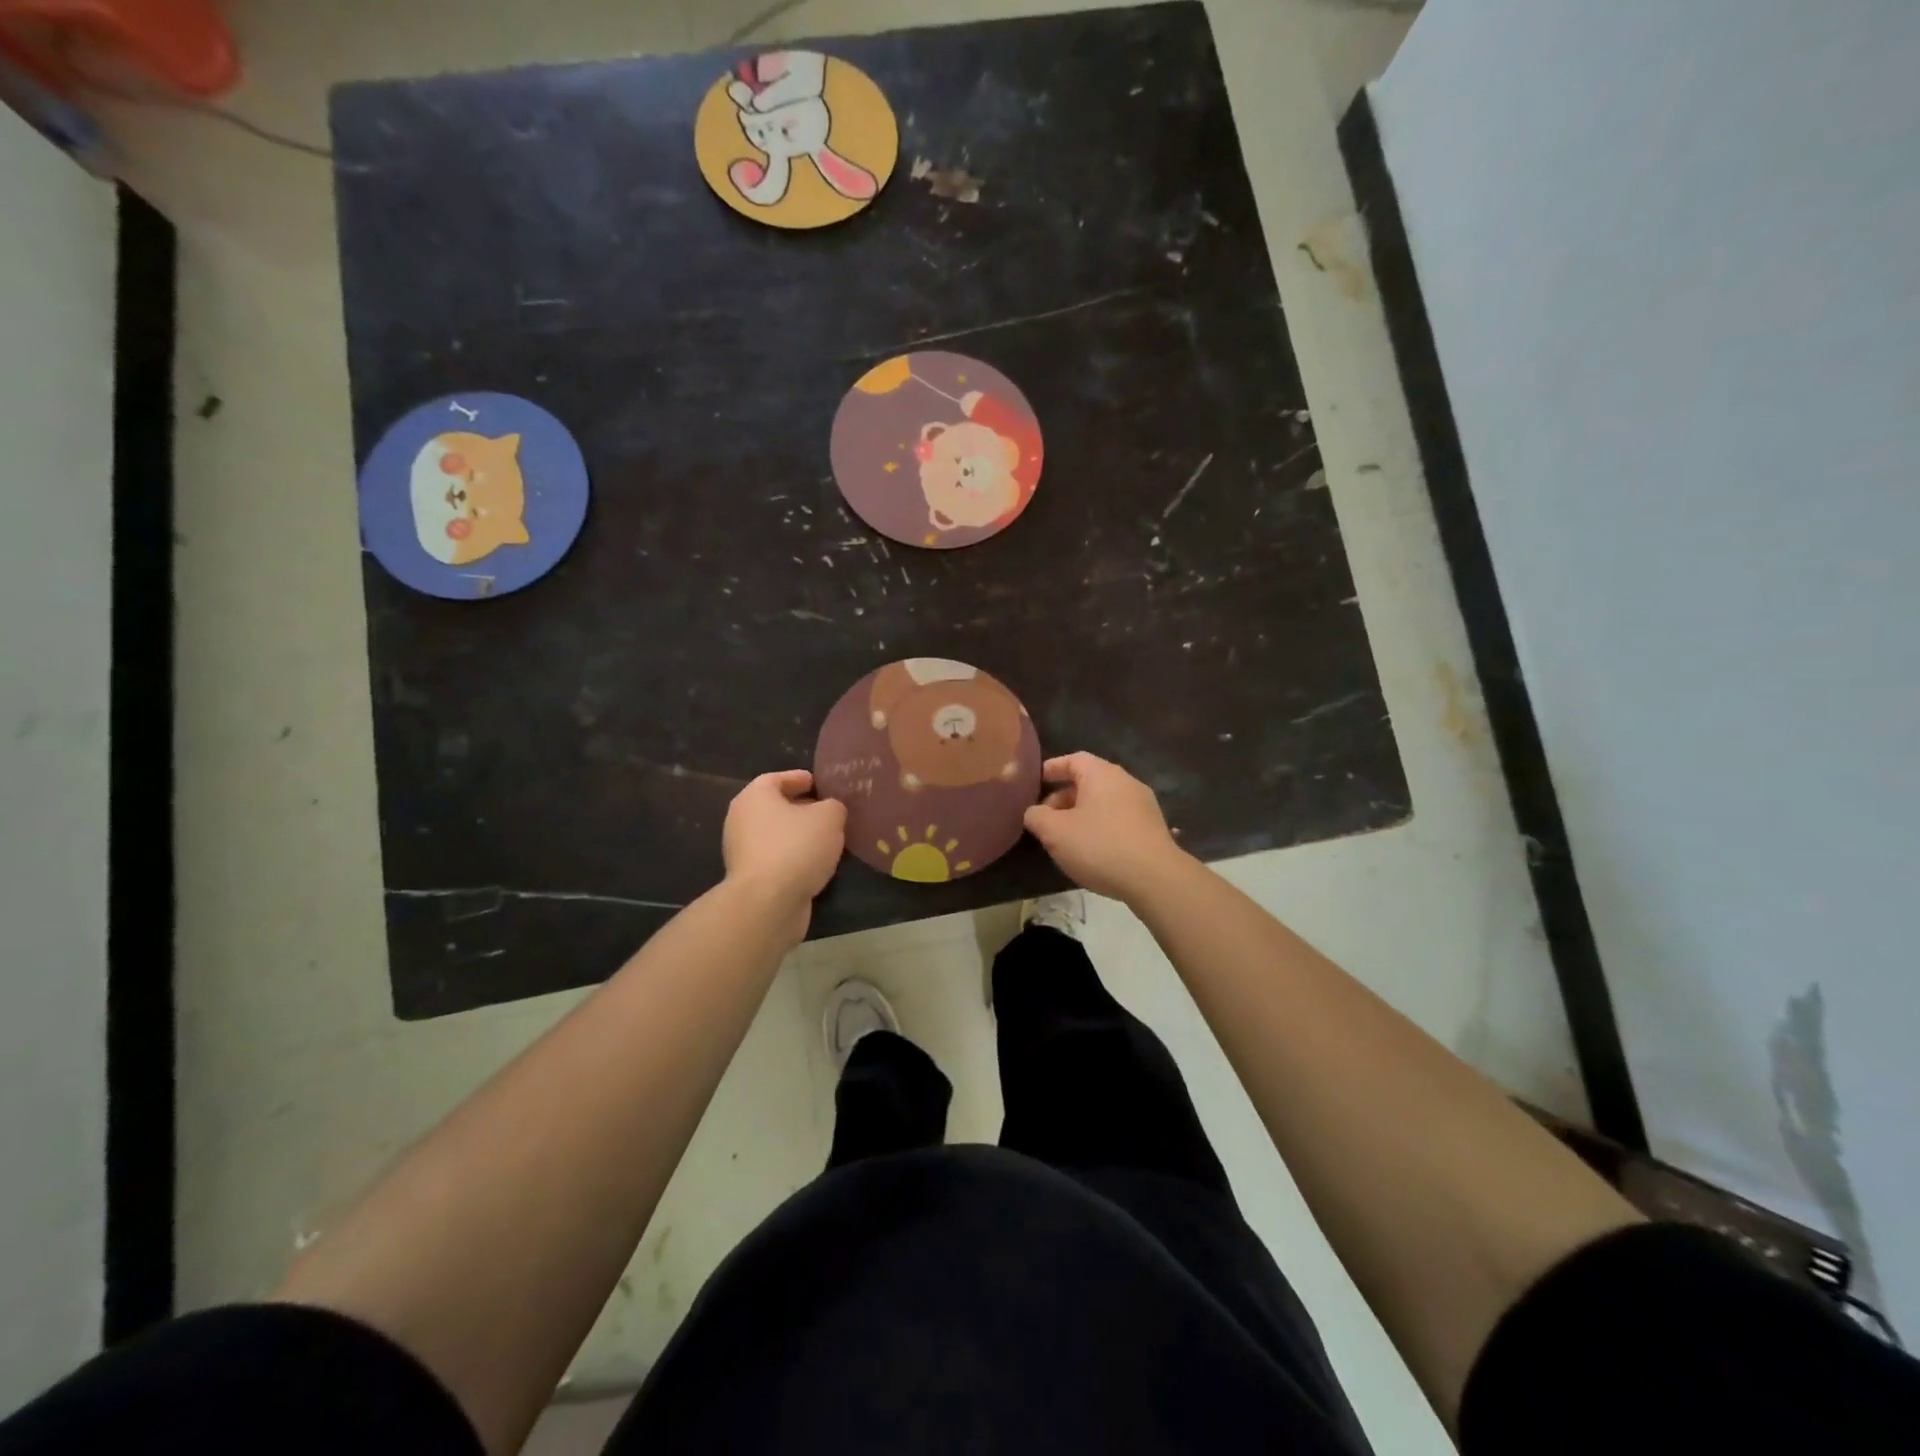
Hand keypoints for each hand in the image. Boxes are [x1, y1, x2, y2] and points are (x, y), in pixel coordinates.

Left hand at [722, 770, 846, 936]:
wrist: (768, 903)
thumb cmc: (796, 847)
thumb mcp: (829, 818)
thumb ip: (833, 806)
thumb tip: (831, 810)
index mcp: (754, 797)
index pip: (776, 778)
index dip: (799, 778)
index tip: (819, 783)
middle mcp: (741, 820)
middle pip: (774, 807)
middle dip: (801, 808)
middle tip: (828, 812)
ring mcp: (742, 852)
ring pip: (776, 835)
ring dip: (799, 836)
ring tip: (828, 840)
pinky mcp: (750, 879)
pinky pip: (776, 859)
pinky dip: (794, 858)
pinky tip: (816, 864)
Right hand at [1022, 752, 1187, 902]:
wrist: (1155, 878)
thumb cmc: (1099, 846)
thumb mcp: (1055, 833)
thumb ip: (1037, 817)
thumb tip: (1034, 812)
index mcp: (1101, 774)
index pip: (1073, 759)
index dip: (1052, 768)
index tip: (1037, 781)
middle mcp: (1125, 781)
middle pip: (1089, 781)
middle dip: (1064, 797)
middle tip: (1046, 818)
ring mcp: (1143, 804)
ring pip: (1104, 801)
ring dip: (1082, 814)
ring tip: (1066, 837)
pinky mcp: (1153, 827)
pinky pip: (1119, 818)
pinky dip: (1101, 826)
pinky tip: (1093, 850)